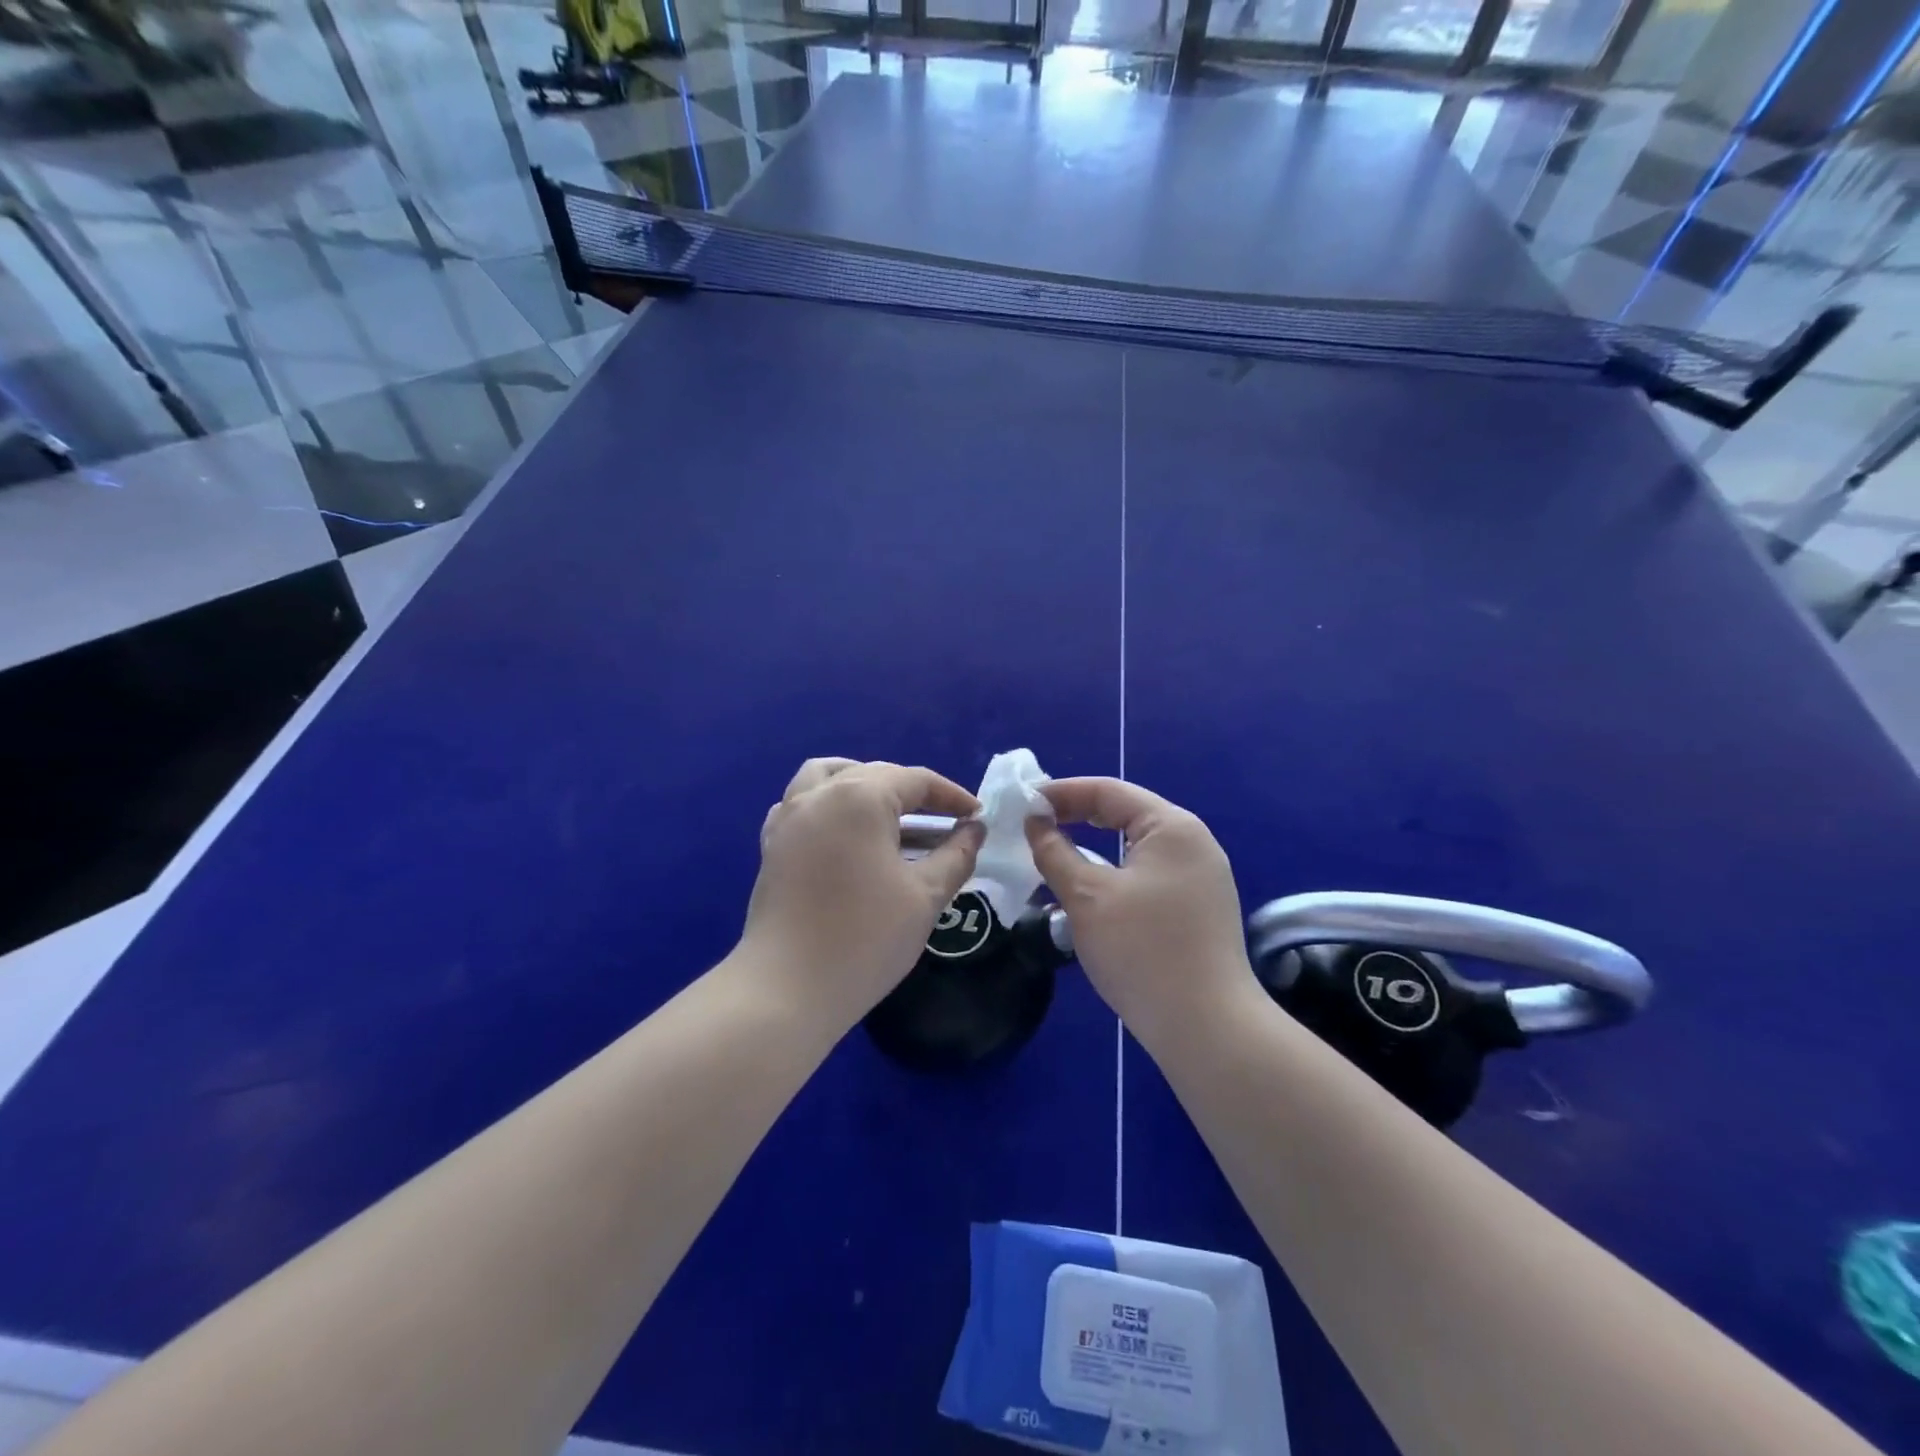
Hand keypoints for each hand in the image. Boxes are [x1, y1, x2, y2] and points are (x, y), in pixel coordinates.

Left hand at [742, 758, 985, 1027]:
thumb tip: (974, 830)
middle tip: (947, 823)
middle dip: (915, 794)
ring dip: (866, 786)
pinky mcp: (773, 844)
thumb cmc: (865, 938)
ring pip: (831, 777)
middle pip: (875, 774)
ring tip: (893, 815)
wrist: (788, 988)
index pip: (916, 780)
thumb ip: (956, 855)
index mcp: (860, 798)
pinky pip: (802, 804)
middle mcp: (820, 794)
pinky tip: (847, 836)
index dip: (952, 796)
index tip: (978, 818)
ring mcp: (789, 817)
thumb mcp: (925, 896)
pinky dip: (829, 805)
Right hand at [1025, 778, 1257, 1044]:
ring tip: (1054, 852)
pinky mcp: (1199, 906)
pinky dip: (1114, 871)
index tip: (1022, 805)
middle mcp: (1193, 842)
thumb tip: (1035, 822)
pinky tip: (1090, 886)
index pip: (1108, 791)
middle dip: (1076, 816)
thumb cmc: (1142, 951)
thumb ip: (1054, 852)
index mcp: (1172, 826)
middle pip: (1125, 813)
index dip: (1061, 793)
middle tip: (1033, 826)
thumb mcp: (1086, 897)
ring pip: (1135, 846)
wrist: (1206, 1027)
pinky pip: (1148, 872)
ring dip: (1093, 845)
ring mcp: (1201, 876)